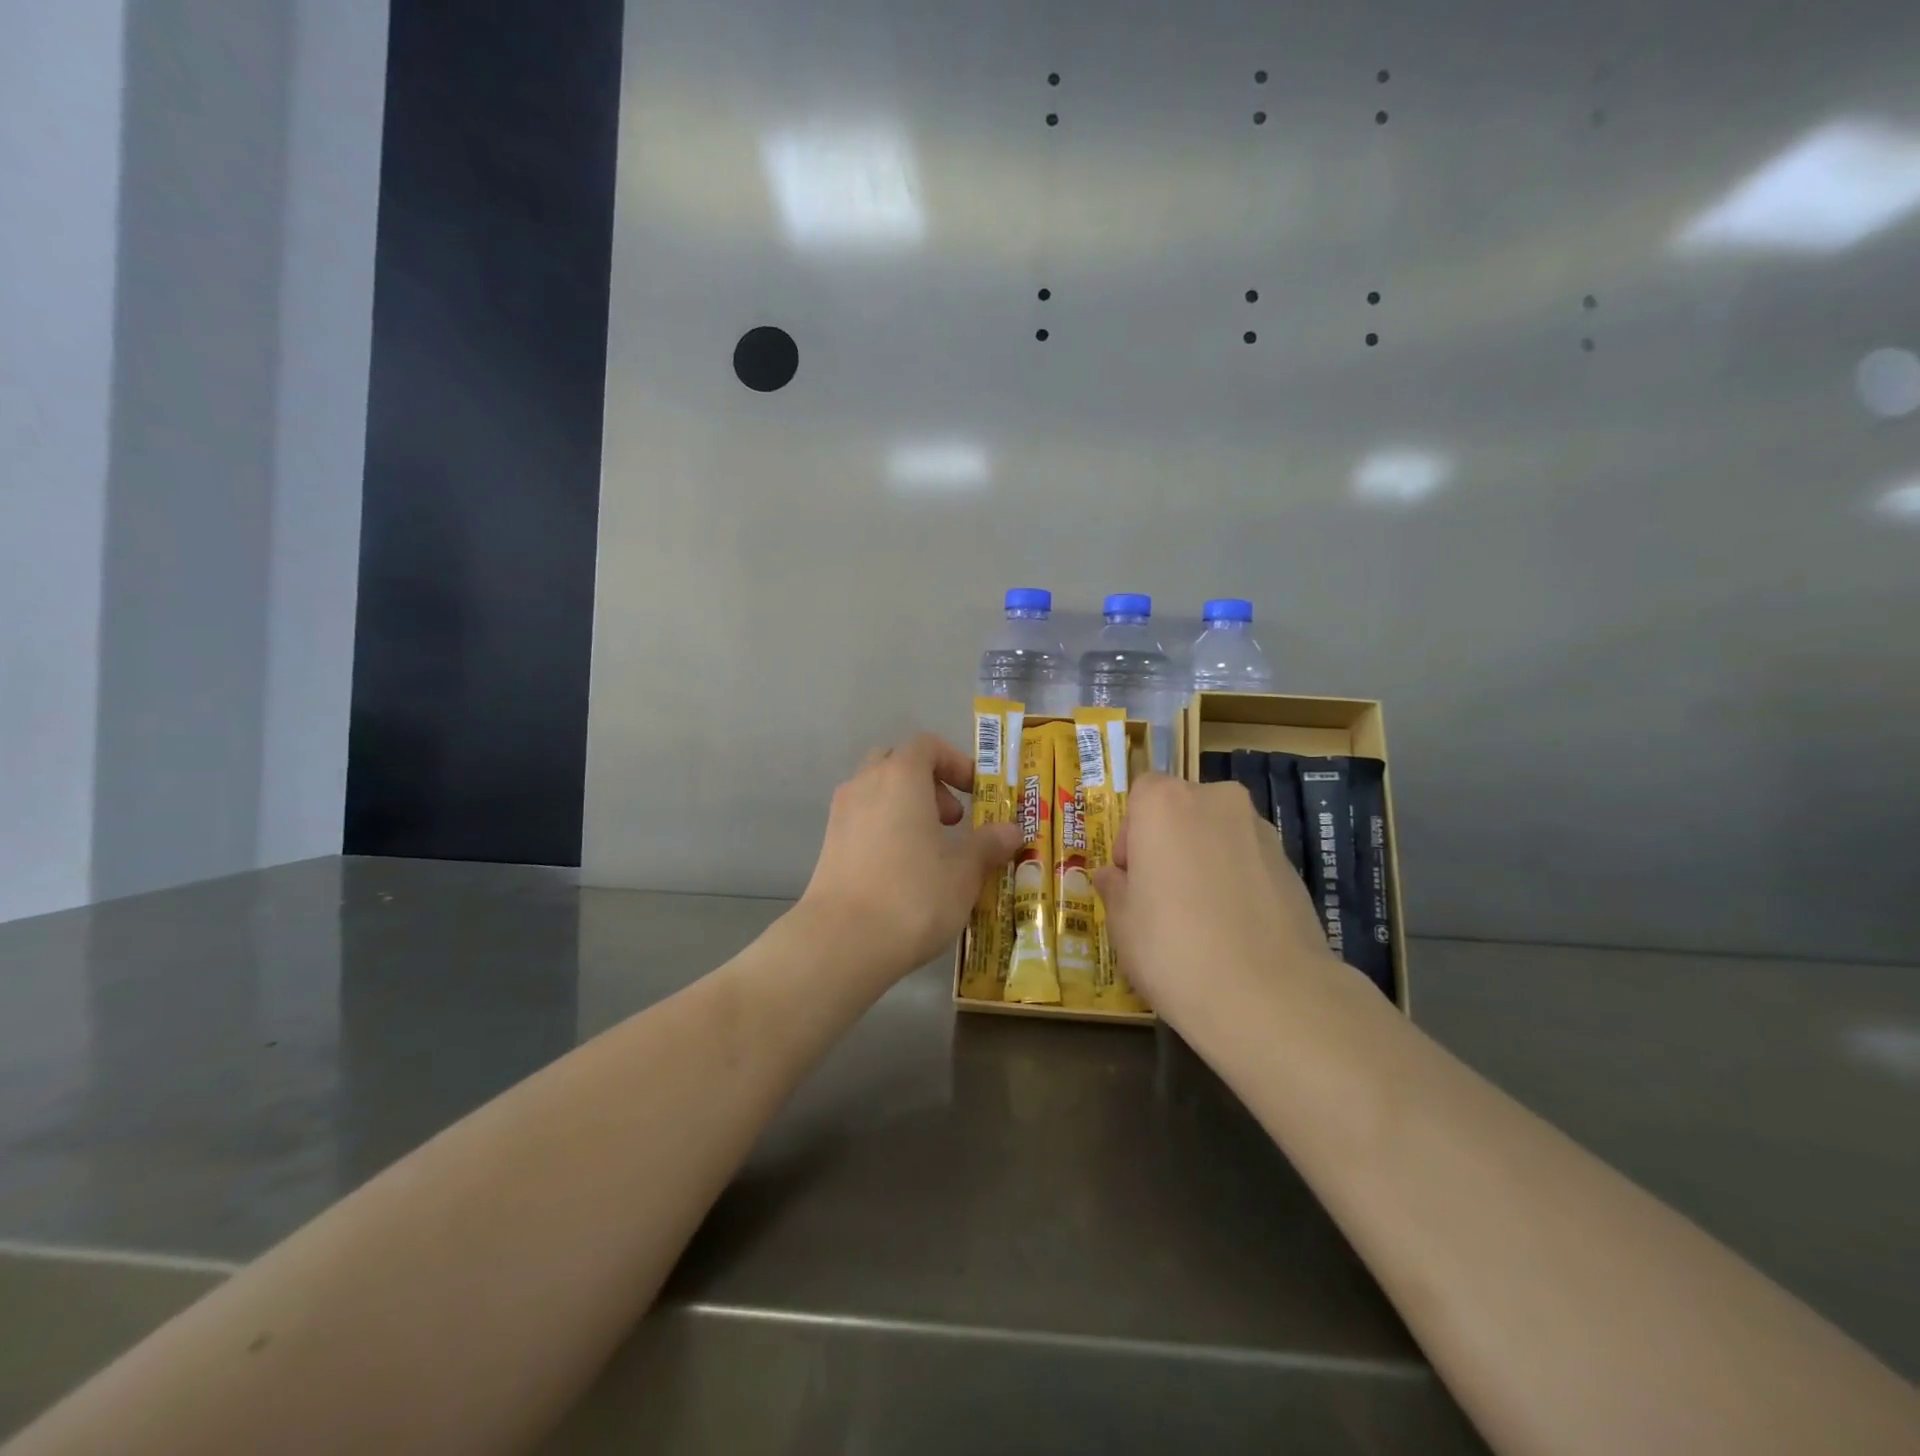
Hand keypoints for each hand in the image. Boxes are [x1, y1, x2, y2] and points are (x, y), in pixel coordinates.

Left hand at [800, 733, 1021, 985]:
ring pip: (877, 792)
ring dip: (906, 808)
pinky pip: (863, 820)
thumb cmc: (912, 896)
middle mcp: (865, 784)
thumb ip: (988, 845)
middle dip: (929, 784)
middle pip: (898, 763)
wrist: (841, 942)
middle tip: (952, 820)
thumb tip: (1012, 831)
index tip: (977, 794)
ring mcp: (841, 814)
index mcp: (900, 777)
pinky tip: (903, 871)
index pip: (927, 746)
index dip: (956, 763)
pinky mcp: (828, 845)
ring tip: (932, 850)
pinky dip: (886, 829)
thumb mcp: (963, 872)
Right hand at [1091, 773, 1337, 1029]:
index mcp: (1166, 803)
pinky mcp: (1292, 866)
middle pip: (1183, 810)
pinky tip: (1234, 930)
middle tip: (1162, 896)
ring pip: (1218, 835)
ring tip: (1201, 918)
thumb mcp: (1122, 922)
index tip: (1132, 876)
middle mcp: (1216, 801)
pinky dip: (1237, 882)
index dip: (1132, 833)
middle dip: (1170, 844)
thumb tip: (1115, 877)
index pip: (1143, 793)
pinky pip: (1249, 863)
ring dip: (1205, 861)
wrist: (1269, 997)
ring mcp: (1261, 831)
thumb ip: (1115, 887)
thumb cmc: (1172, 947)